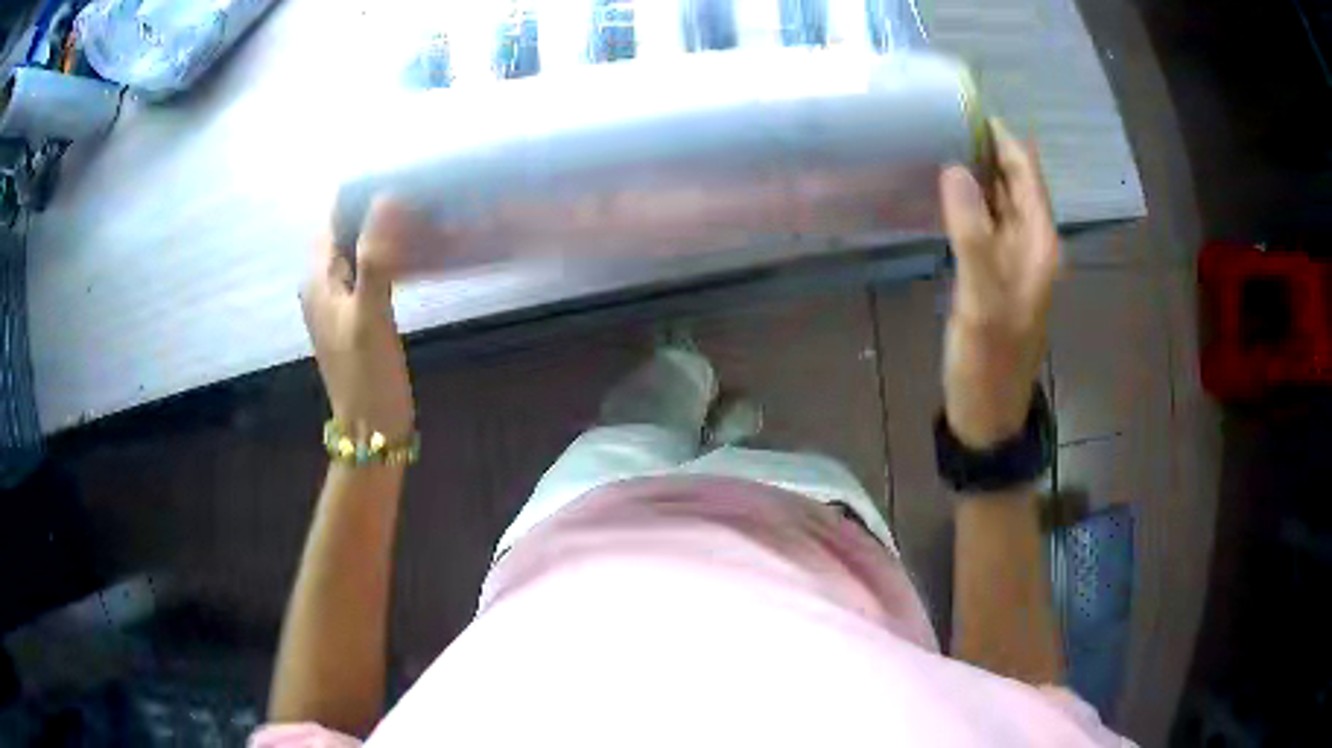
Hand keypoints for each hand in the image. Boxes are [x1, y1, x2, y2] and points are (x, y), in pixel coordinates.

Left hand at [301, 199, 415, 442]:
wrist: (371, 429)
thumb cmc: (367, 373)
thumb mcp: (371, 313)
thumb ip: (377, 257)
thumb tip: (387, 197)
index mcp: (318, 280)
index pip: (332, 220)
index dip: (358, 195)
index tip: (396, 174)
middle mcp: (322, 285)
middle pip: (344, 232)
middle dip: (372, 210)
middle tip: (416, 191)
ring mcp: (338, 302)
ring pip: (356, 252)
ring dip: (380, 233)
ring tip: (418, 214)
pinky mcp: (355, 316)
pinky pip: (366, 272)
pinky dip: (384, 257)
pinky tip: (410, 253)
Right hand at [939, 120, 1058, 448]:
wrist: (986, 412)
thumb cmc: (988, 360)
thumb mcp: (982, 298)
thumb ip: (972, 233)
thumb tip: (955, 169)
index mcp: (1039, 244)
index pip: (1026, 173)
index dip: (1001, 139)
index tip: (965, 108)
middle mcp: (1032, 245)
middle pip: (1015, 182)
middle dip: (985, 149)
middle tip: (940, 119)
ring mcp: (1013, 260)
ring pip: (999, 201)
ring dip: (975, 174)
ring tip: (935, 143)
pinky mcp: (994, 274)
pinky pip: (984, 224)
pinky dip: (967, 203)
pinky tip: (940, 193)